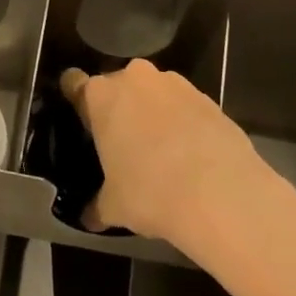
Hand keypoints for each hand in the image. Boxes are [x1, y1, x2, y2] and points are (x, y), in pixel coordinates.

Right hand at [60, 59, 279, 248]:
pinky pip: (184, 106)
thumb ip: (96, 206)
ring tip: (160, 153)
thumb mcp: (113, 205)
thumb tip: (89, 217)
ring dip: (153, 114)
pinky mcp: (208, 97)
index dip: (76, 101)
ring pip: (153, 94)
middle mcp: (135, 78)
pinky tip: (189, 156)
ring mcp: (175, 84)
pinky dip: (183, 123)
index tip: (82, 123)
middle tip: (121, 145)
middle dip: (118, 109)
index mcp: (100, 96)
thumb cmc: (150, 192)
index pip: (73, 83)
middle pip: (117, 86)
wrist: (221, 193)